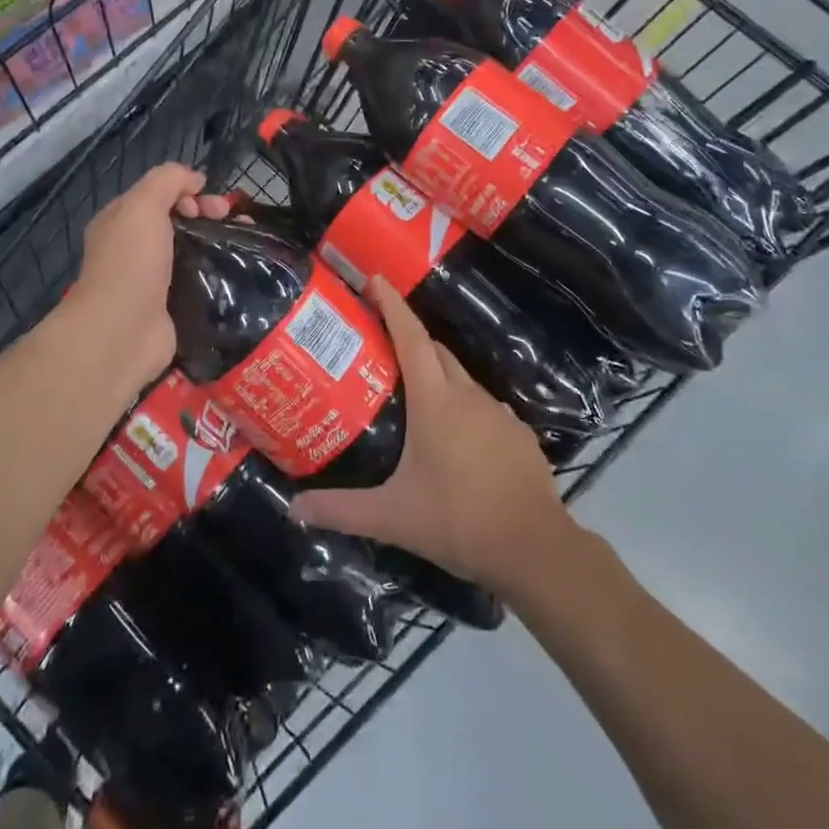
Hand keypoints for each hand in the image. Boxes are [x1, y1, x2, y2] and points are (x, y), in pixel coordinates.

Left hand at [66, 164, 231, 388]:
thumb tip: (195, 179)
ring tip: (243, 243)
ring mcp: (153, 280)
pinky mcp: (171, 307)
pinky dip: (216, 274)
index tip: (211, 203)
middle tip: (229, 219)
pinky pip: (198, 281)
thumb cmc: (131, 262)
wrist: (122, 332)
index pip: (159, 195)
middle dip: (206, 214)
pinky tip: (237, 271)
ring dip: (216, 242)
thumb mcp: (143, 205)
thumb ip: (168, 180)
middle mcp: (134, 248)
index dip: (187, 191)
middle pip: (177, 221)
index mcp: (121, 221)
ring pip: (190, 250)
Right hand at [291, 279, 573, 591]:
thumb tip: (293, 509)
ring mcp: (498, 412)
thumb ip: (341, 510)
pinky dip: (463, 405)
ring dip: (436, 373)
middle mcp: (467, 395)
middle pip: (435, 350)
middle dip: (409, 338)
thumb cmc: (458, 521)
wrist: (535, 548)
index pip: (410, 337)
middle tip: (380, 343)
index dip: (392, 304)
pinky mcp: (518, 433)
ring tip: (412, 392)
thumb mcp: (393, 517)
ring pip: (461, 378)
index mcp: (436, 400)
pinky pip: (483, 405)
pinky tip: (454, 436)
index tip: (375, 280)